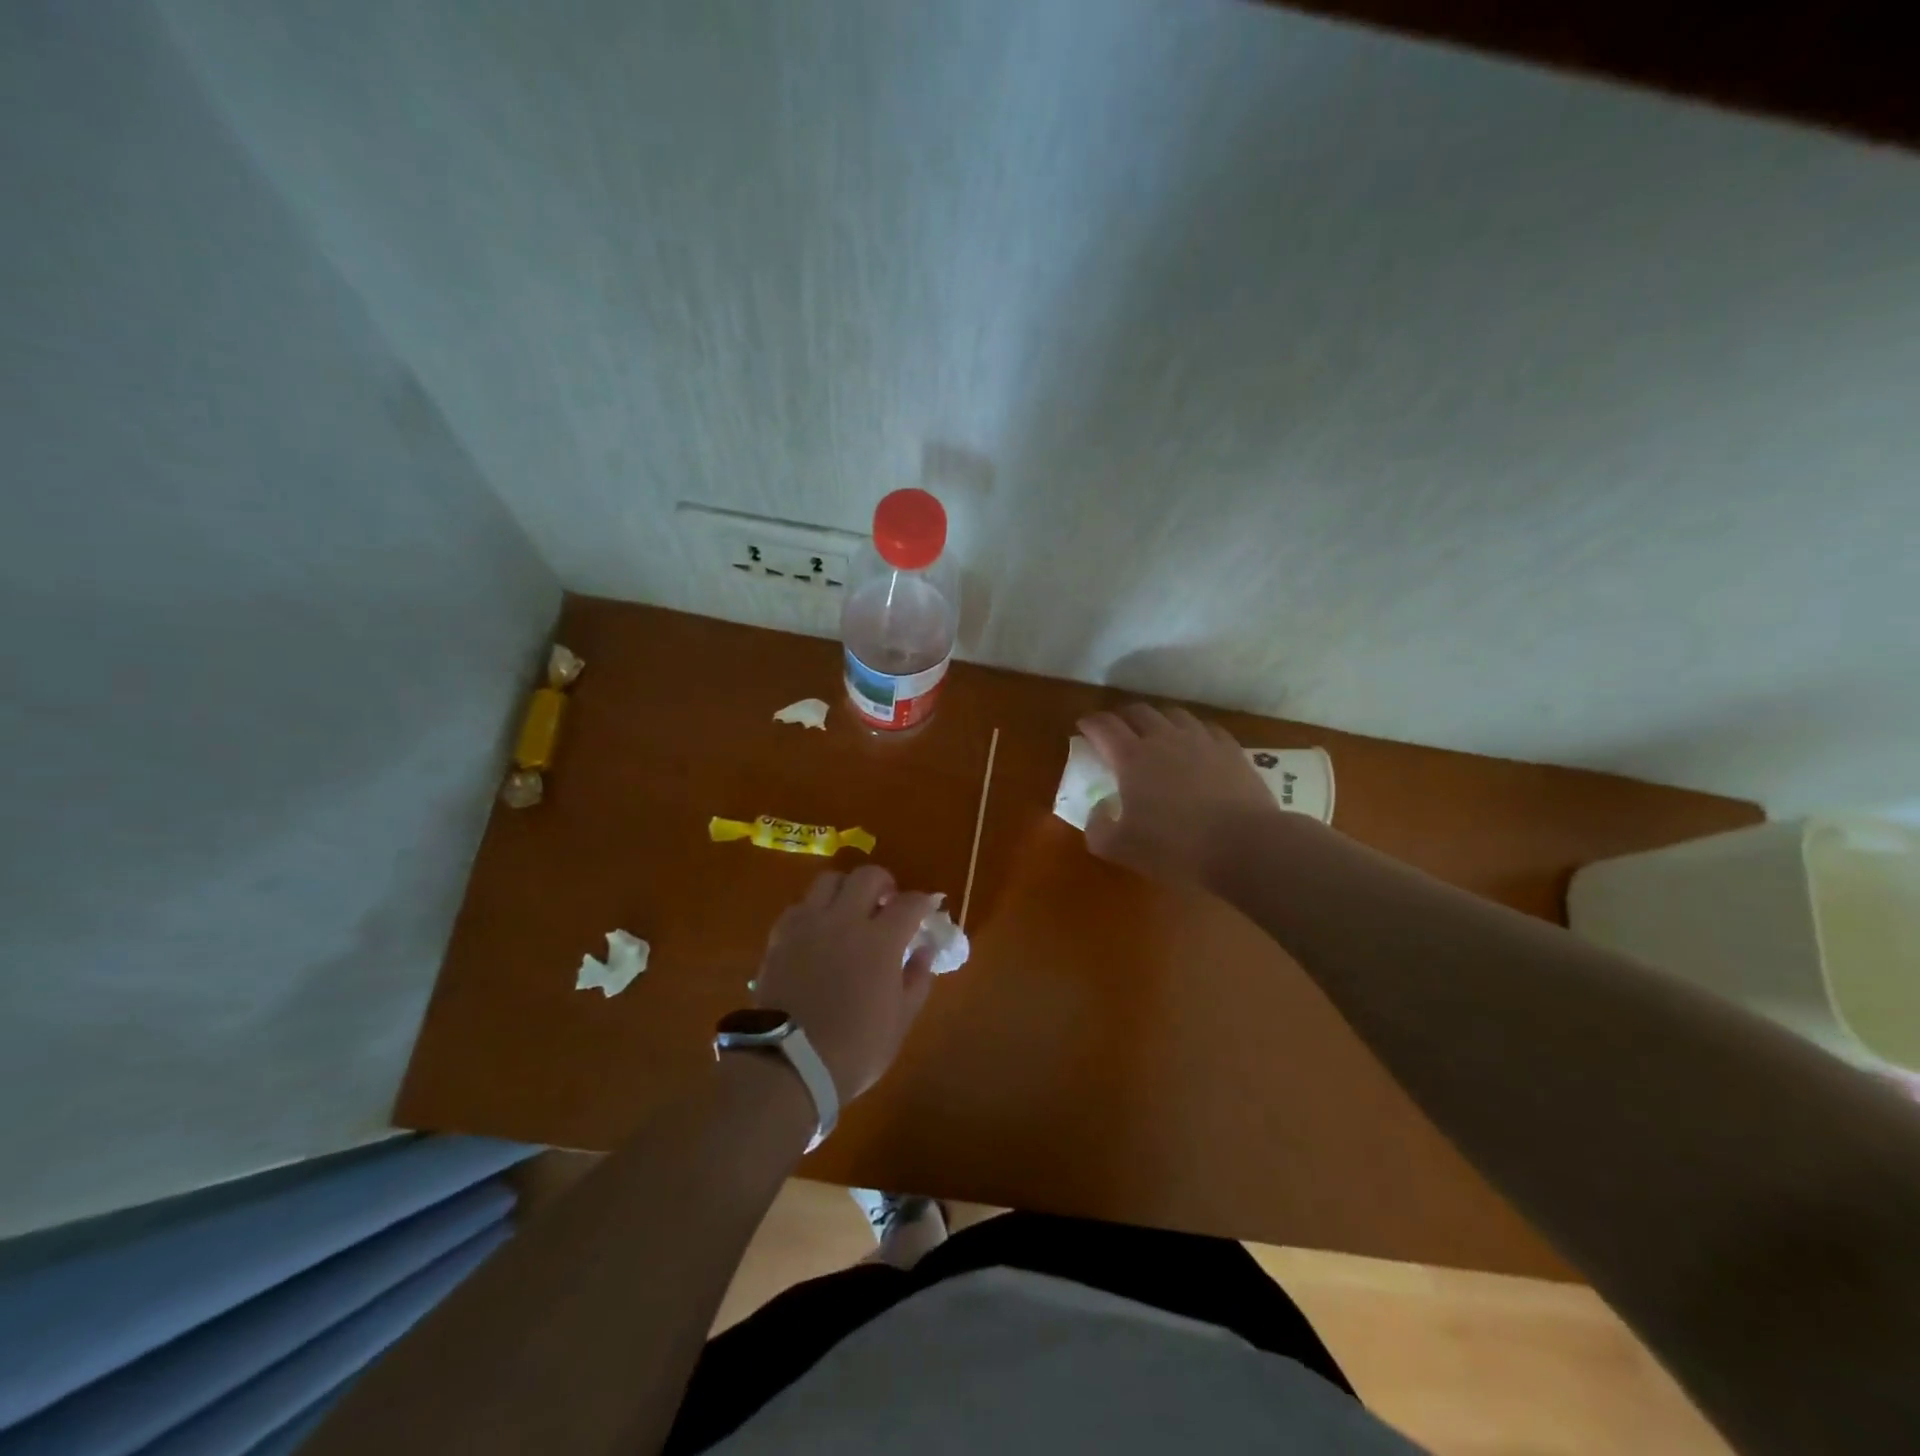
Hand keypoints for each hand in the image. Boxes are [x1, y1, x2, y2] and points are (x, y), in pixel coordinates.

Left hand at [754, 866, 937, 1100]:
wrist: (788, 1066)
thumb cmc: (854, 1049)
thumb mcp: (899, 1021)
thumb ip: (916, 979)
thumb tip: (925, 950)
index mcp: (880, 941)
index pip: (910, 902)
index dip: (924, 902)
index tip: (928, 909)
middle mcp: (844, 921)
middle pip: (867, 876)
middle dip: (885, 883)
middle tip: (888, 904)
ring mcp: (808, 925)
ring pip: (829, 880)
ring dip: (846, 889)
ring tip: (850, 910)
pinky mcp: (780, 937)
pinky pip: (800, 906)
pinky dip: (815, 910)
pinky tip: (818, 932)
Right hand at [1077, 703, 1279, 886]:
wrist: (1244, 845)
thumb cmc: (1175, 847)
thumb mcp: (1121, 849)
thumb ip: (1098, 828)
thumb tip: (1098, 810)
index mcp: (1132, 758)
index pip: (1104, 727)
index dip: (1090, 723)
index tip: (1083, 726)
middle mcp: (1164, 738)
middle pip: (1139, 712)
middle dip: (1122, 716)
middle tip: (1117, 729)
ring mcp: (1201, 740)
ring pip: (1174, 714)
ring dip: (1158, 719)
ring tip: (1156, 732)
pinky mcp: (1230, 749)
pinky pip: (1206, 728)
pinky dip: (1193, 731)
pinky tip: (1196, 745)